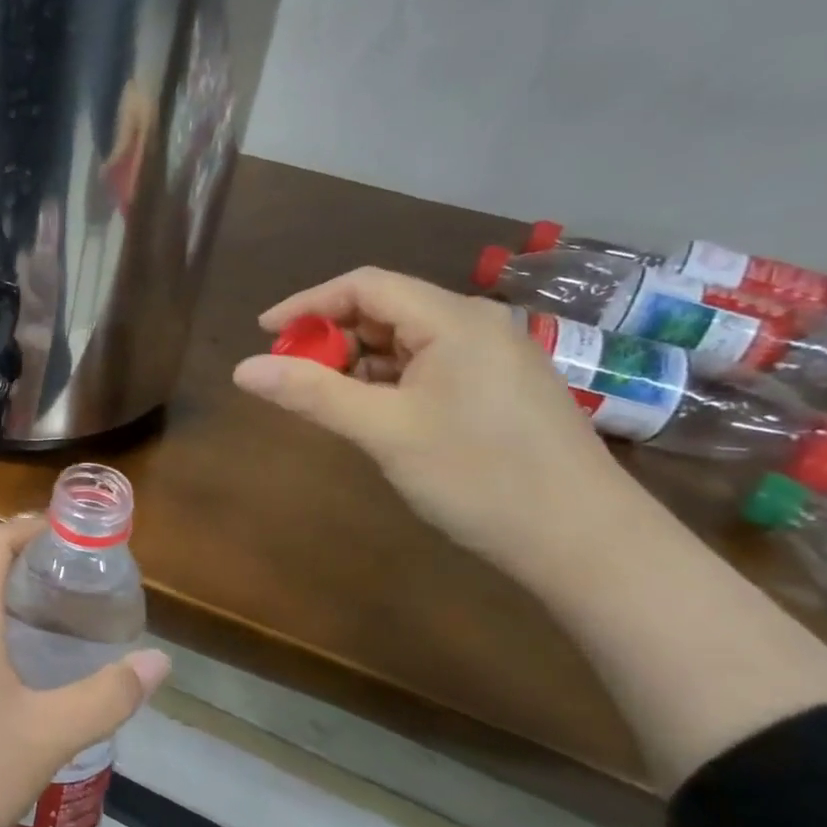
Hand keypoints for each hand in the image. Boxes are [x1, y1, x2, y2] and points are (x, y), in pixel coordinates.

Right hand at [232, 267, 644, 579]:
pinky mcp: (499, 388)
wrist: (585, 541)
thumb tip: (242, 369)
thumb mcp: (384, 431)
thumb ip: (312, 393)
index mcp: (453, 320)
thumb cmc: (479, 475)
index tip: (263, 334)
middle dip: (331, 337)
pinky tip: (373, 413)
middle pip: (385, 309)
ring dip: (357, 362)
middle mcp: (476, 325)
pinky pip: (428, 366)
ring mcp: (493, 357)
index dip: (307, 303)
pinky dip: (388, 381)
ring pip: (405, 341)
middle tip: (291, 376)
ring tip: (325, 400)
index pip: (364, 286)